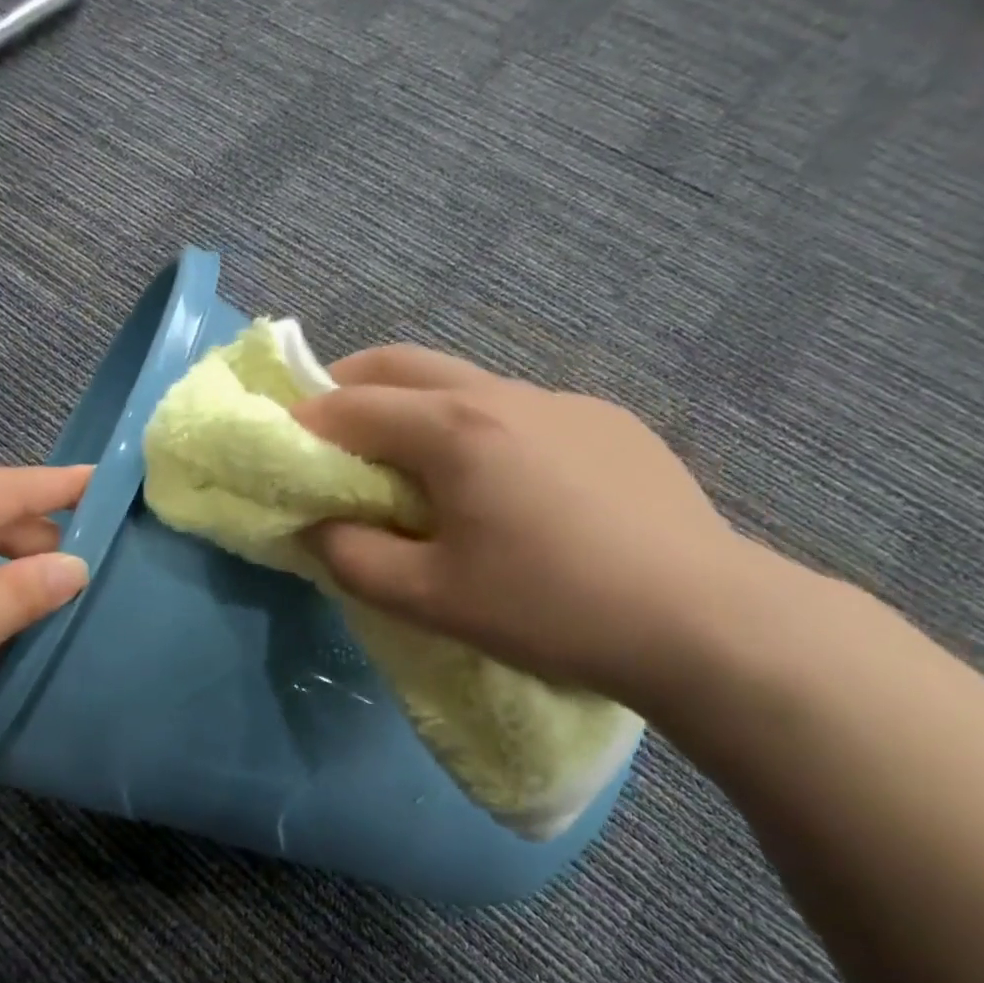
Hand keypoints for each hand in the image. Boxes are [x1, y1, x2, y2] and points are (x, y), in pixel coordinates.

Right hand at [294, 346, 742, 709]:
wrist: (703, 620)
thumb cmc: (550, 608)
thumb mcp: (430, 598)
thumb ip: (353, 559)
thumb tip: (315, 528)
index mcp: (455, 429)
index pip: (352, 405)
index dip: (304, 422)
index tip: (281, 448)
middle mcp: (504, 393)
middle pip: (402, 363)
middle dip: (348, 383)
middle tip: (324, 425)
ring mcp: (564, 401)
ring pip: (464, 382)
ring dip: (416, 406)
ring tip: (409, 461)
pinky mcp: (608, 423)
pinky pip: (519, 410)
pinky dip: (478, 428)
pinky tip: (501, 484)